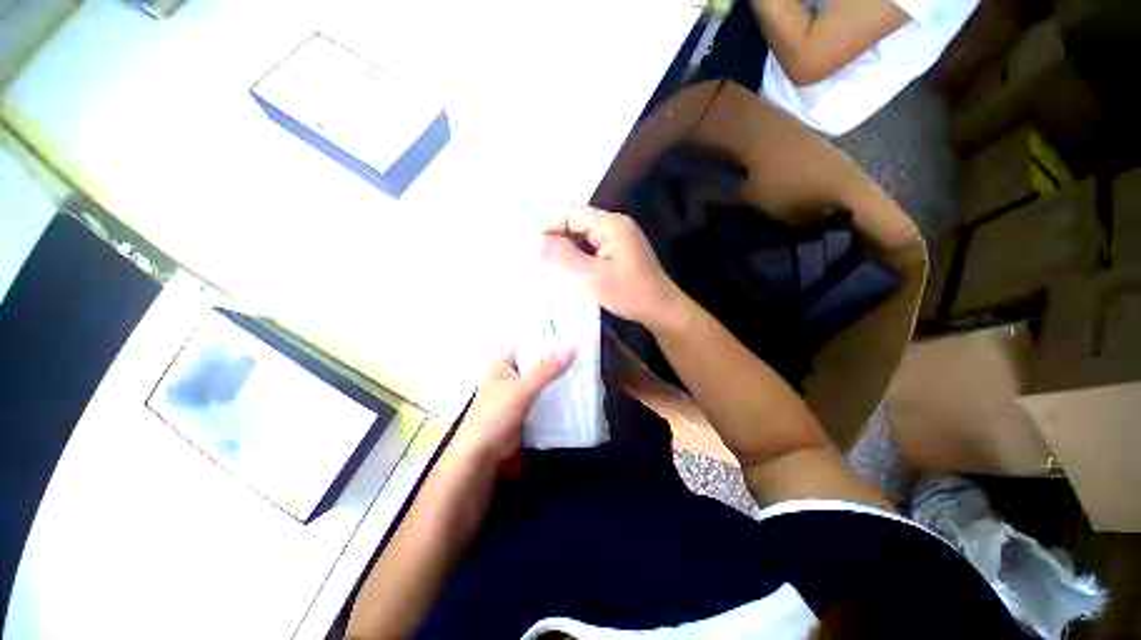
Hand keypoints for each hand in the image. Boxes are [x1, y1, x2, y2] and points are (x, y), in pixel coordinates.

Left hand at [447, 348, 574, 466]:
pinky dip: (557, 391)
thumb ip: (546, 370)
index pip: (529, 343)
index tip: (573, 335)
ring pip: (543, 377)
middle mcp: (512, 372)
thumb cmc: (495, 415)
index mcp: (504, 361)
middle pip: (538, 360)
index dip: (549, 338)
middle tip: (584, 351)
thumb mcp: (522, 389)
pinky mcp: (527, 406)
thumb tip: (570, 349)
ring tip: (585, 366)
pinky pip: (545, 393)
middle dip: (558, 357)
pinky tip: (576, 388)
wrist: (483, 454)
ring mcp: (520, 390)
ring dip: (559, 375)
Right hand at [540, 206, 687, 332]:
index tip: (532, 247)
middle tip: (538, 258)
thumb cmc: (629, 293)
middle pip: (578, 221)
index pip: (571, 213)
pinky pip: (594, 246)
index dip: (549, 226)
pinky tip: (570, 268)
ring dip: (567, 247)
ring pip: (584, 235)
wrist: (661, 309)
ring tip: (550, 264)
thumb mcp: (593, 276)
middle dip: (557, 237)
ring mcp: (619, 237)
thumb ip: (564, 256)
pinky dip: (580, 254)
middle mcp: (616, 224)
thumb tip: (536, 242)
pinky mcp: (620, 250)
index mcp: (611, 224)